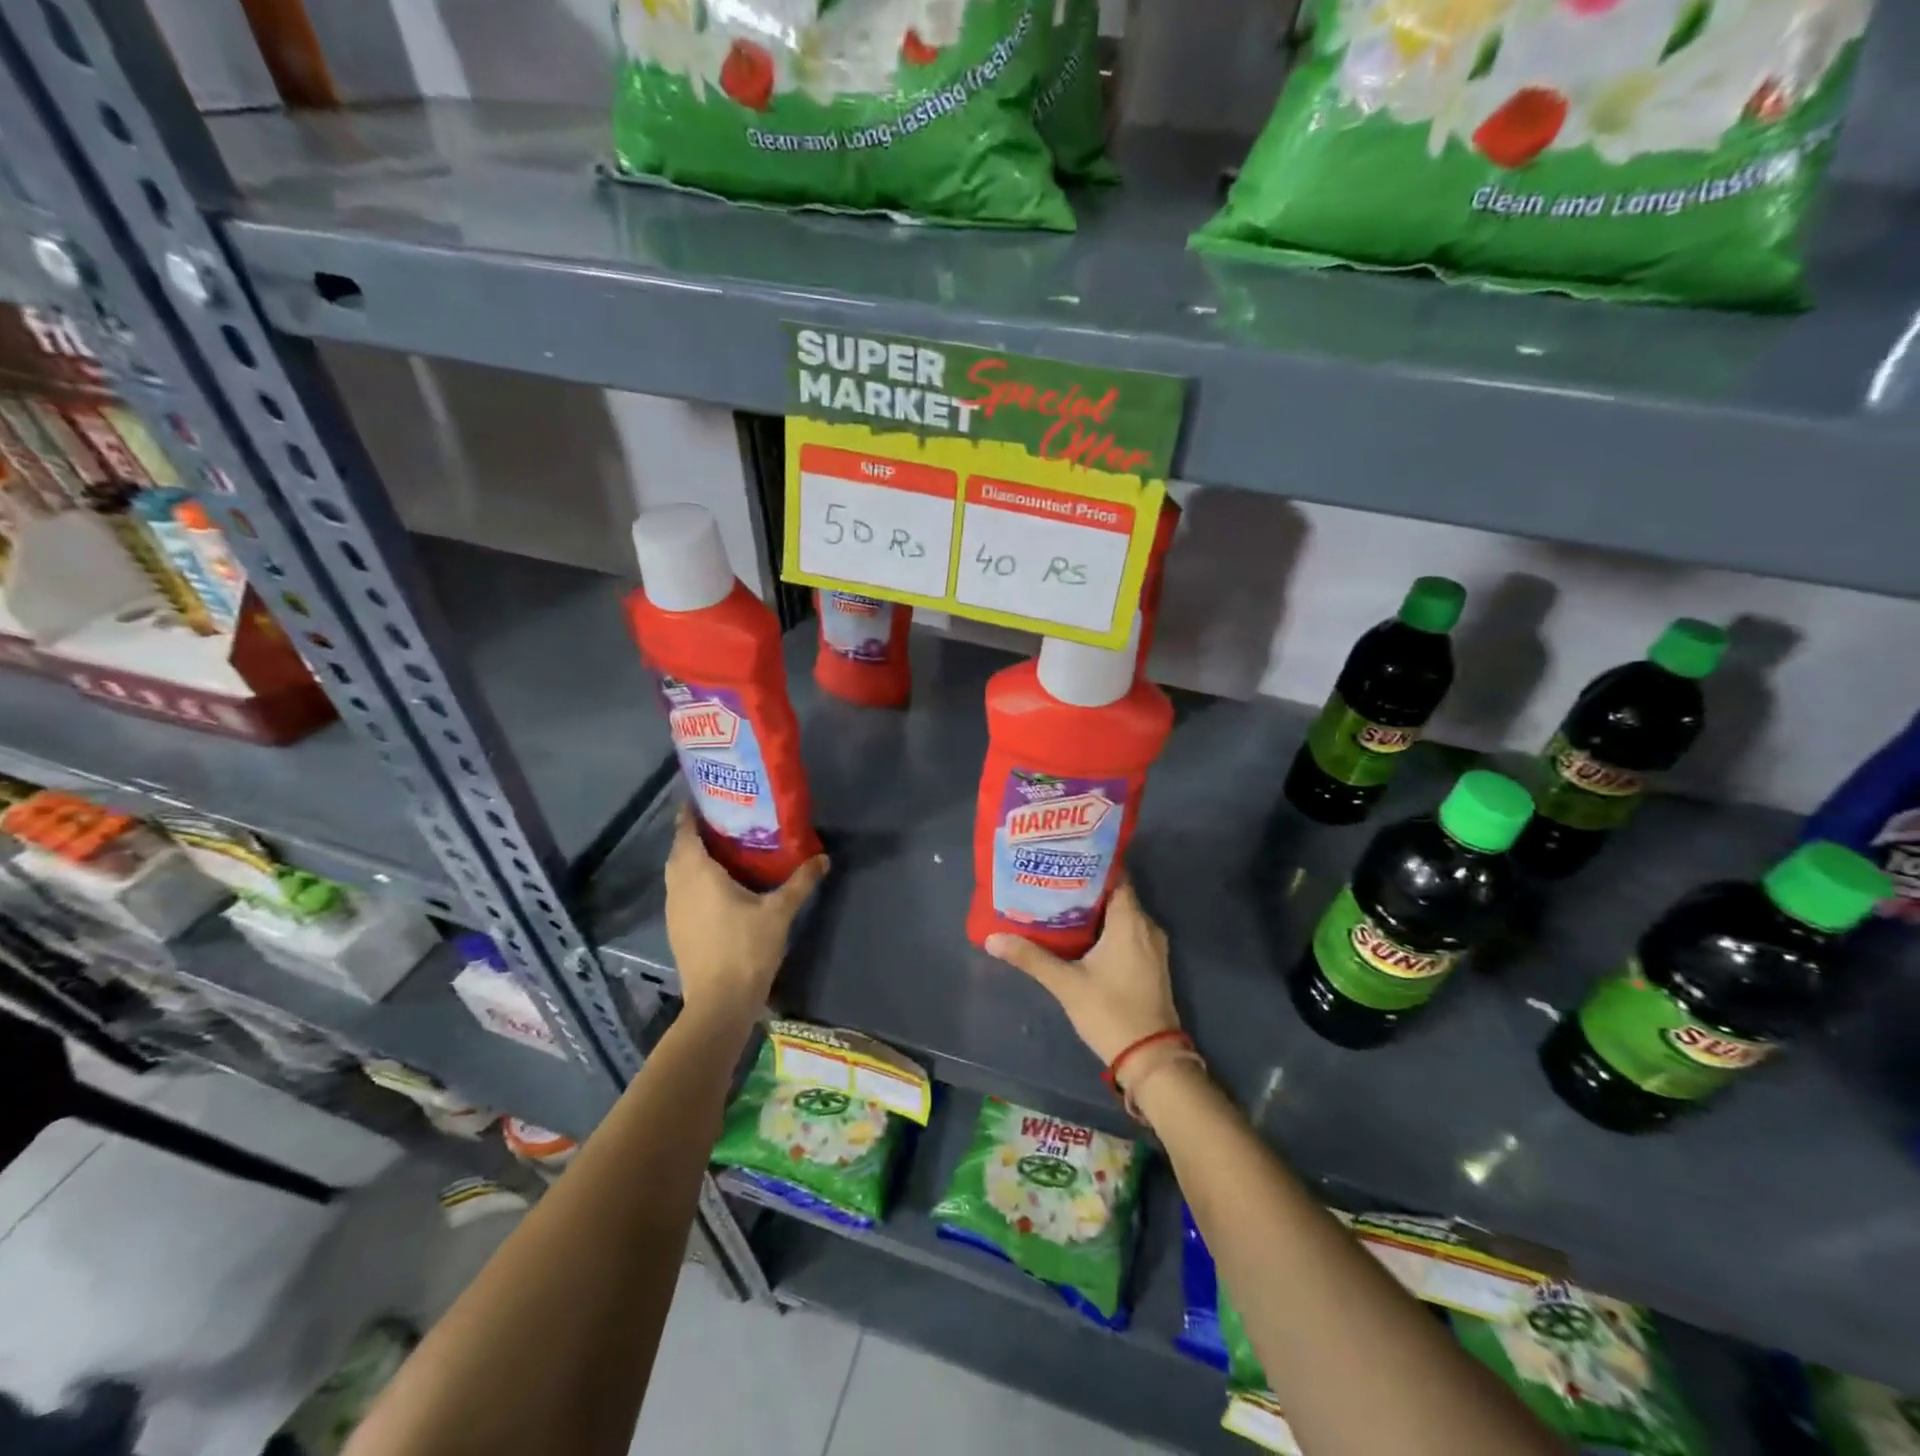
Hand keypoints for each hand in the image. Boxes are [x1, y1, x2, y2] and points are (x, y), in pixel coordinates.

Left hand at [664, 805, 827, 1023]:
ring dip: (693, 858)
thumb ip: (800, 882)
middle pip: (679, 850)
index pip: (686, 832)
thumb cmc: (746, 948)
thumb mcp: (779, 912)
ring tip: (723, 849)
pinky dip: (694, 880)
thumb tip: (823, 858)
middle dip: (695, 834)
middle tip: (724, 821)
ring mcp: (673, 910)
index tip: (706, 797)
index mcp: (697, 873)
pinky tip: (718, 886)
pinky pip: (681, 891)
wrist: (719, 1003)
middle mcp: (678, 886)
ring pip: (678, 873)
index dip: (691, 813)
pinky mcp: (677, 929)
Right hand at [984, 878, 1177, 1065]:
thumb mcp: (1066, 984)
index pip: (1115, 875)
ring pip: (1121, 915)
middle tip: (1051, 879)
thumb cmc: (1110, 1012)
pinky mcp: (1150, 964)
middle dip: (1085, 886)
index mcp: (1130, 921)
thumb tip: (992, 938)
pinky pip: (1127, 932)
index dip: (1090, 864)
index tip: (1063, 857)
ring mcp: (1152, 946)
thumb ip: (1031, 958)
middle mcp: (1146, 926)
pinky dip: (1105, 928)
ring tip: (1058, 902)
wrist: (1151, 1058)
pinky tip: (1078, 934)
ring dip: (1094, 909)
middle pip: (1115, 893)